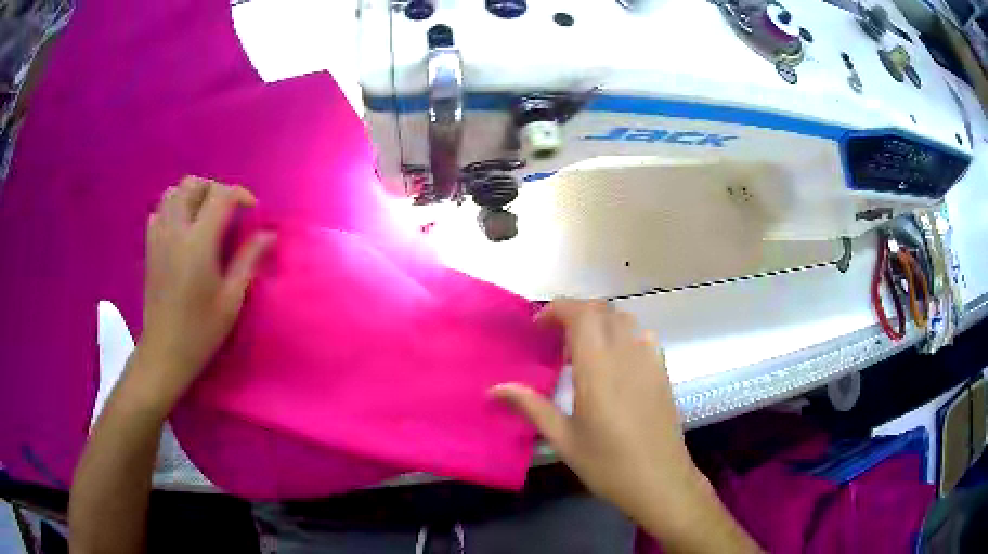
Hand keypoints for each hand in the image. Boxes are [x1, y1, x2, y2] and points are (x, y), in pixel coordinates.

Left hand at [136, 176, 274, 410]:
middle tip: (228, 210)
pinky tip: (183, 228)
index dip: (240, 195)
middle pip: (193, 184)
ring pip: (173, 193)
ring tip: (205, 215)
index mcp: (198, 242)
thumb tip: (268, 234)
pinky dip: (173, 209)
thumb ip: (249, 260)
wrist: (164, 352)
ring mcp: (159, 237)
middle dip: (215, 188)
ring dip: (192, 195)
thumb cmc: (201, 330)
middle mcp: (175, 231)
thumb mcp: (231, 299)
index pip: (220, 195)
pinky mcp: (150, 248)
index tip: (253, 211)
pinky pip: (159, 211)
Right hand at [492, 300, 709, 538]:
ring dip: (599, 322)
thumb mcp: (564, 439)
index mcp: (598, 368)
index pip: (581, 315)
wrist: (660, 480)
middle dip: (575, 313)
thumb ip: (531, 406)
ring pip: (623, 319)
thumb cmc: (608, 464)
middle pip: (602, 310)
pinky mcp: (662, 370)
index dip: (557, 310)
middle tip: (554, 337)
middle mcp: (626, 354)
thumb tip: (494, 389)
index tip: (538, 327)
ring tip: (582, 350)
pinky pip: (642, 335)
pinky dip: (623, 335)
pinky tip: (615, 362)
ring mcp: (649, 360)